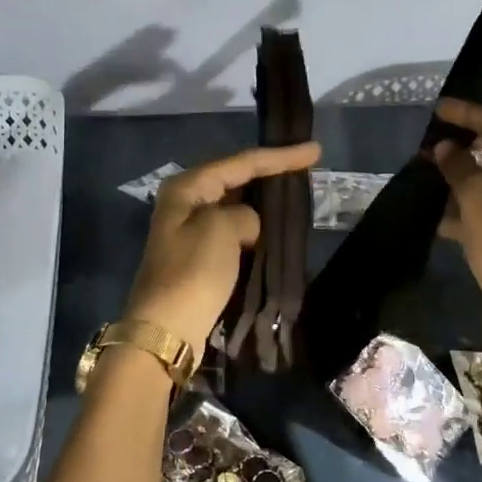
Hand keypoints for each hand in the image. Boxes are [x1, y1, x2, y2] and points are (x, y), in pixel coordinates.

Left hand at [125, 141, 322, 360]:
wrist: (167, 330)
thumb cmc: (193, 272)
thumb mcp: (222, 229)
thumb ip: (245, 214)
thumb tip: (249, 226)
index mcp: (187, 187)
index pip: (242, 162)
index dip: (279, 157)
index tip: (315, 150)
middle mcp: (186, 202)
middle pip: (236, 179)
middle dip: (270, 174)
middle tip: (308, 167)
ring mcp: (191, 231)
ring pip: (236, 206)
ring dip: (264, 203)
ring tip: (298, 195)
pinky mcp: (199, 258)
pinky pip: (234, 232)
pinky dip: (256, 229)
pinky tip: (277, 230)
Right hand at [433, 99, 481, 313]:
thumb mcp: (479, 199)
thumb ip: (461, 167)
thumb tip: (446, 148)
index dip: (471, 115)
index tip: (439, 110)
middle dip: (468, 151)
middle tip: (435, 149)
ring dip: (468, 180)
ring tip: (432, 178)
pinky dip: (476, 208)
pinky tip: (443, 216)